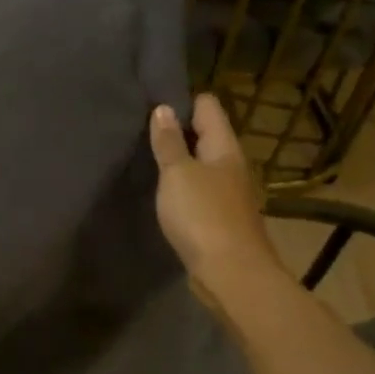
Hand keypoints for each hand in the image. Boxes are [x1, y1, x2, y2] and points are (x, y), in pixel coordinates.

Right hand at [149, 95, 289, 315]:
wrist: (231, 273)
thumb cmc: (202, 216)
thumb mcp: (177, 174)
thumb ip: (169, 142)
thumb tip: (163, 109)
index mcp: (224, 147)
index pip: (208, 106)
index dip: (183, 100)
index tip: (152, 105)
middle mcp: (231, 165)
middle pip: (206, 135)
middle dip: (179, 130)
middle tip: (143, 131)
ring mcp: (229, 193)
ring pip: (203, 164)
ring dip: (180, 161)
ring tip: (149, 160)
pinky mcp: (221, 218)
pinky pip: (200, 190)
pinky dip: (183, 186)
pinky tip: (165, 194)